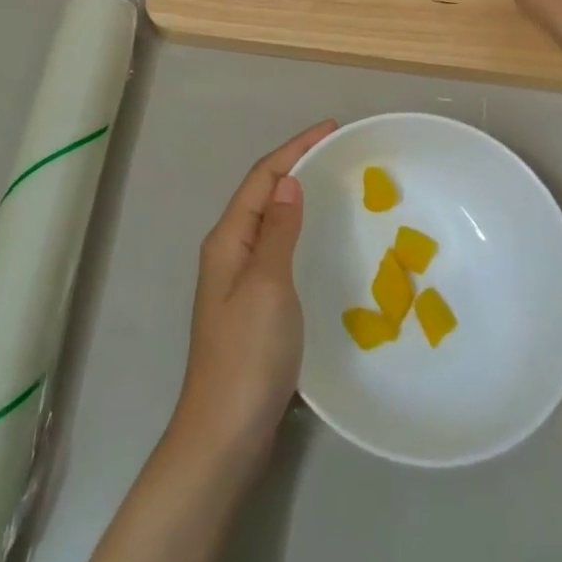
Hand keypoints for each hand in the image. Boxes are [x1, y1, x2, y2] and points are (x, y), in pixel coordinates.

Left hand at [167, 120, 336, 471]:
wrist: (224, 432)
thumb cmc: (247, 354)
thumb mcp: (268, 285)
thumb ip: (278, 231)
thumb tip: (288, 181)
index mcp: (228, 238)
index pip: (263, 177)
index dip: (295, 148)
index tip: (331, 129)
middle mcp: (229, 250)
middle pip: (264, 193)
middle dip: (297, 164)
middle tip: (338, 153)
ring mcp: (238, 279)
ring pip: (270, 220)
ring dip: (297, 195)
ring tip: (333, 184)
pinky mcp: (252, 304)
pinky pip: (276, 248)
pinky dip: (298, 229)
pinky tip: (318, 239)